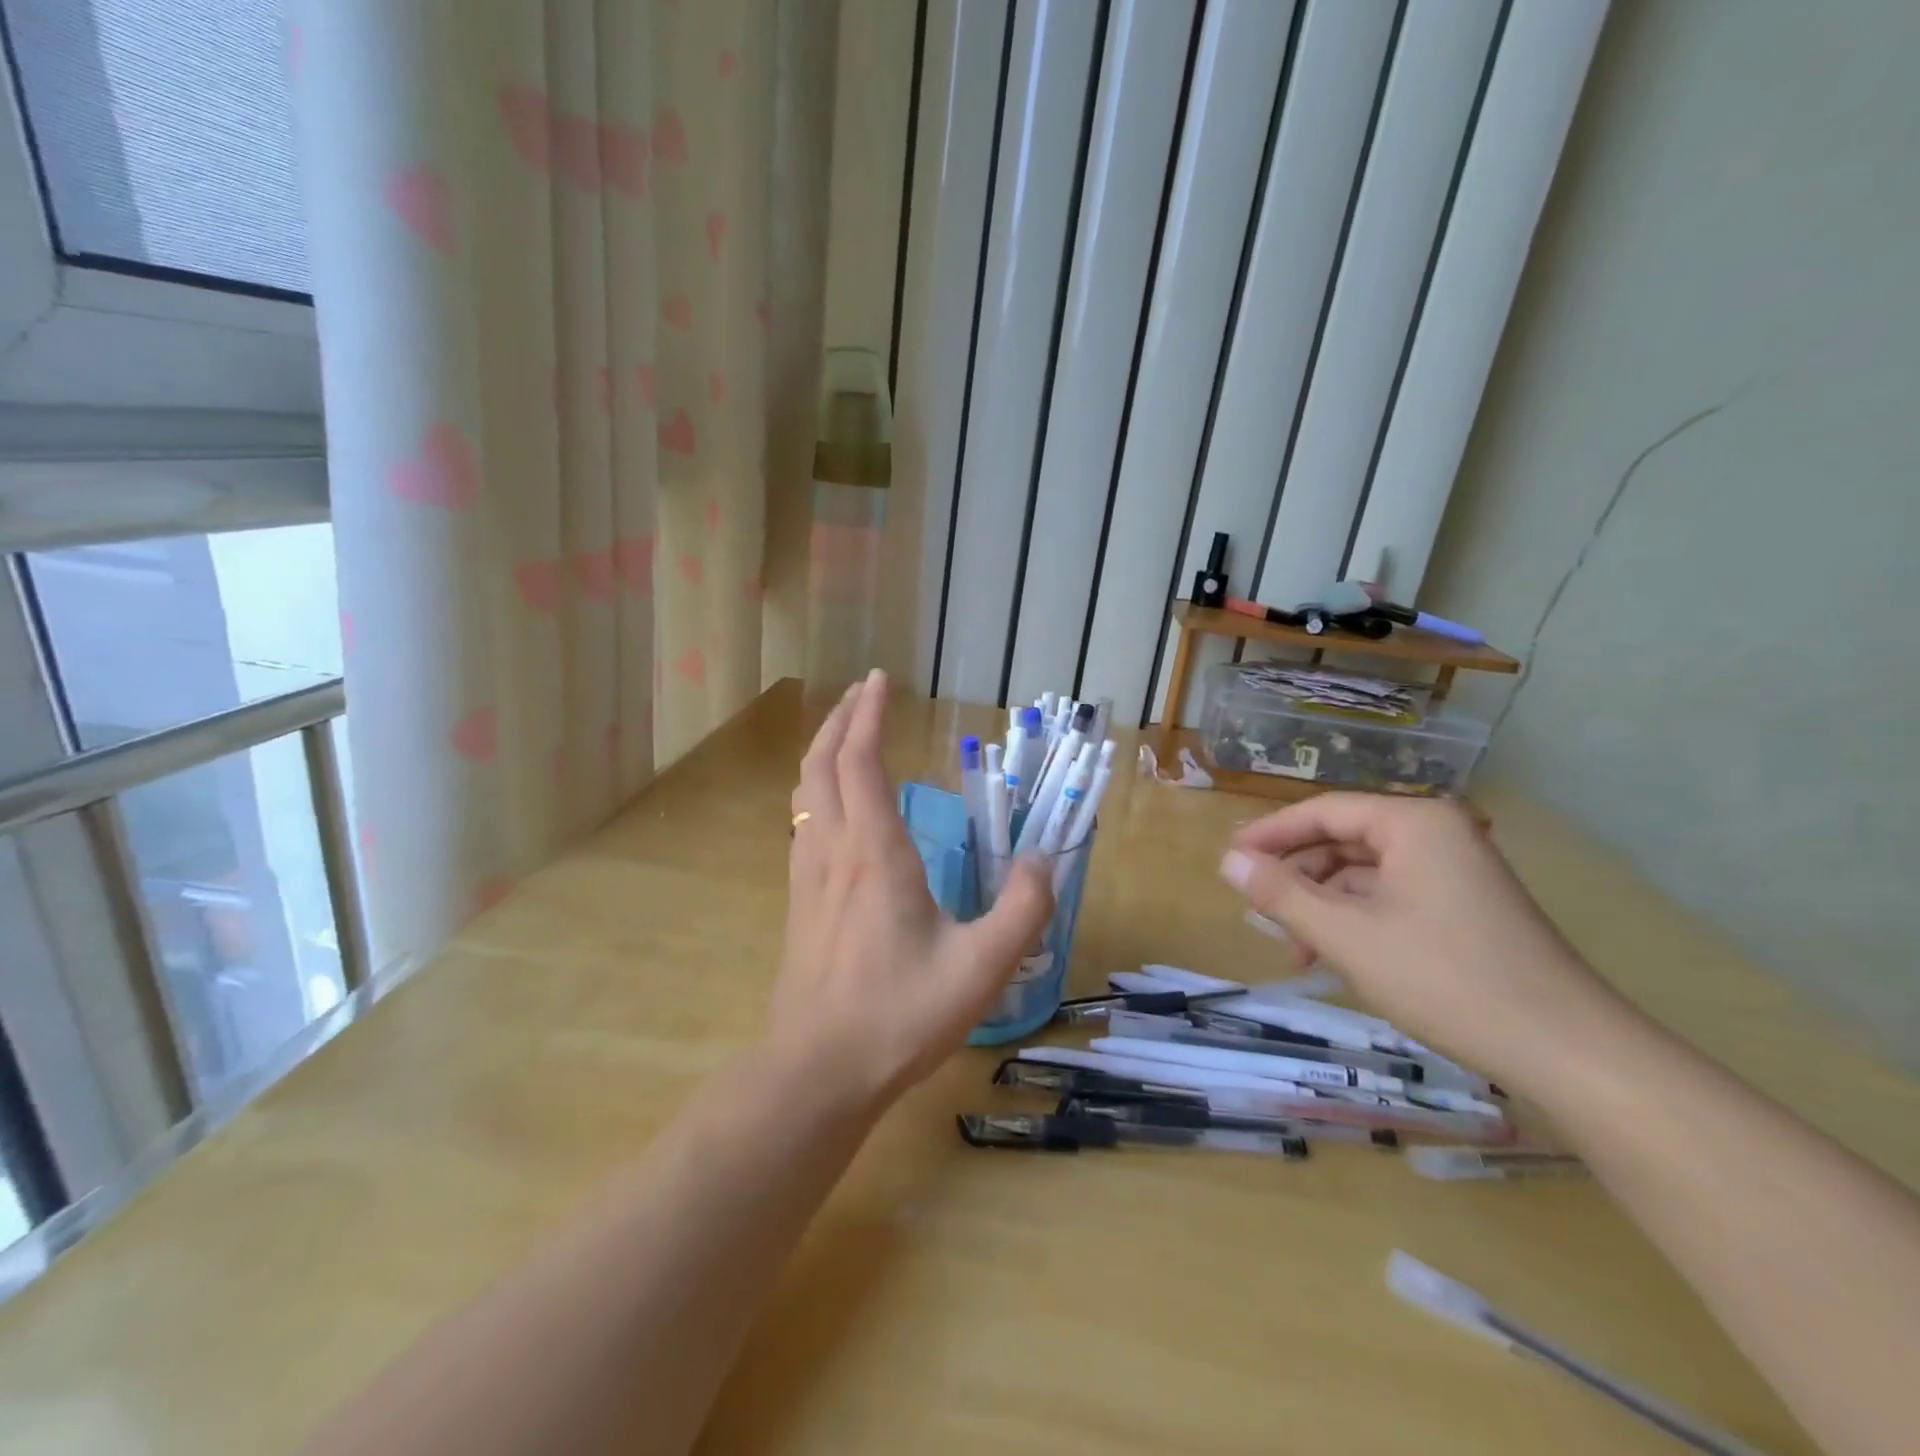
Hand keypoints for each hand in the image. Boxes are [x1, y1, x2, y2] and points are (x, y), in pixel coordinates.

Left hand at [767, 671, 1053, 1110]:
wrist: (818, 1071)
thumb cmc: (899, 1016)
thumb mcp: (981, 968)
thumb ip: (1022, 910)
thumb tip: (1043, 860)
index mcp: (875, 853)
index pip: (861, 760)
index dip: (869, 714)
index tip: (881, 679)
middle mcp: (834, 850)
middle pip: (822, 764)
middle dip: (841, 719)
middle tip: (862, 692)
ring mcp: (808, 875)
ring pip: (805, 792)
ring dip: (823, 751)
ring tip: (847, 735)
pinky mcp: (800, 902)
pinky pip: (803, 823)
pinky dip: (817, 790)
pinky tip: (834, 807)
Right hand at [1218, 795, 1617, 1082]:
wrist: (1568, 1050)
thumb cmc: (1446, 979)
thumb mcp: (1347, 935)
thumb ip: (1280, 894)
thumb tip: (1226, 861)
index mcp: (1412, 823)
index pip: (1322, 811)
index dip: (1269, 833)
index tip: (1229, 859)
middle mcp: (1436, 834)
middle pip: (1343, 840)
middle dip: (1297, 877)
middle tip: (1257, 910)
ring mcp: (1456, 871)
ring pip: (1365, 874)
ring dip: (1324, 906)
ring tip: (1296, 950)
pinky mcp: (1466, 907)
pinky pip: (1392, 897)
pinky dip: (1357, 921)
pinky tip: (1338, 957)